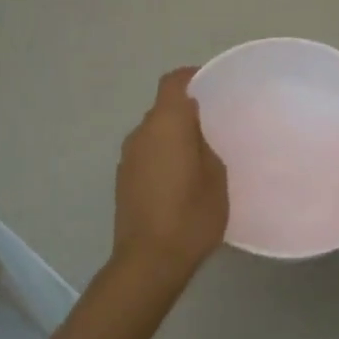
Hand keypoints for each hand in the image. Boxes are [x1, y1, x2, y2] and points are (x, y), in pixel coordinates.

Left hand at [111, 67, 228, 282]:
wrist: (149, 260)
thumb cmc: (191, 214)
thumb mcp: (216, 176)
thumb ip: (205, 145)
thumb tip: (194, 136)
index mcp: (166, 124)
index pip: (172, 82)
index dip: (191, 77)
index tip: (211, 86)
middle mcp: (141, 133)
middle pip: (162, 108)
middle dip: (186, 112)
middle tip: (213, 127)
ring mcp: (127, 157)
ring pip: (153, 133)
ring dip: (172, 136)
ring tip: (198, 156)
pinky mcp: (122, 180)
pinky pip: (146, 154)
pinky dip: (162, 156)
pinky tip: (179, 179)